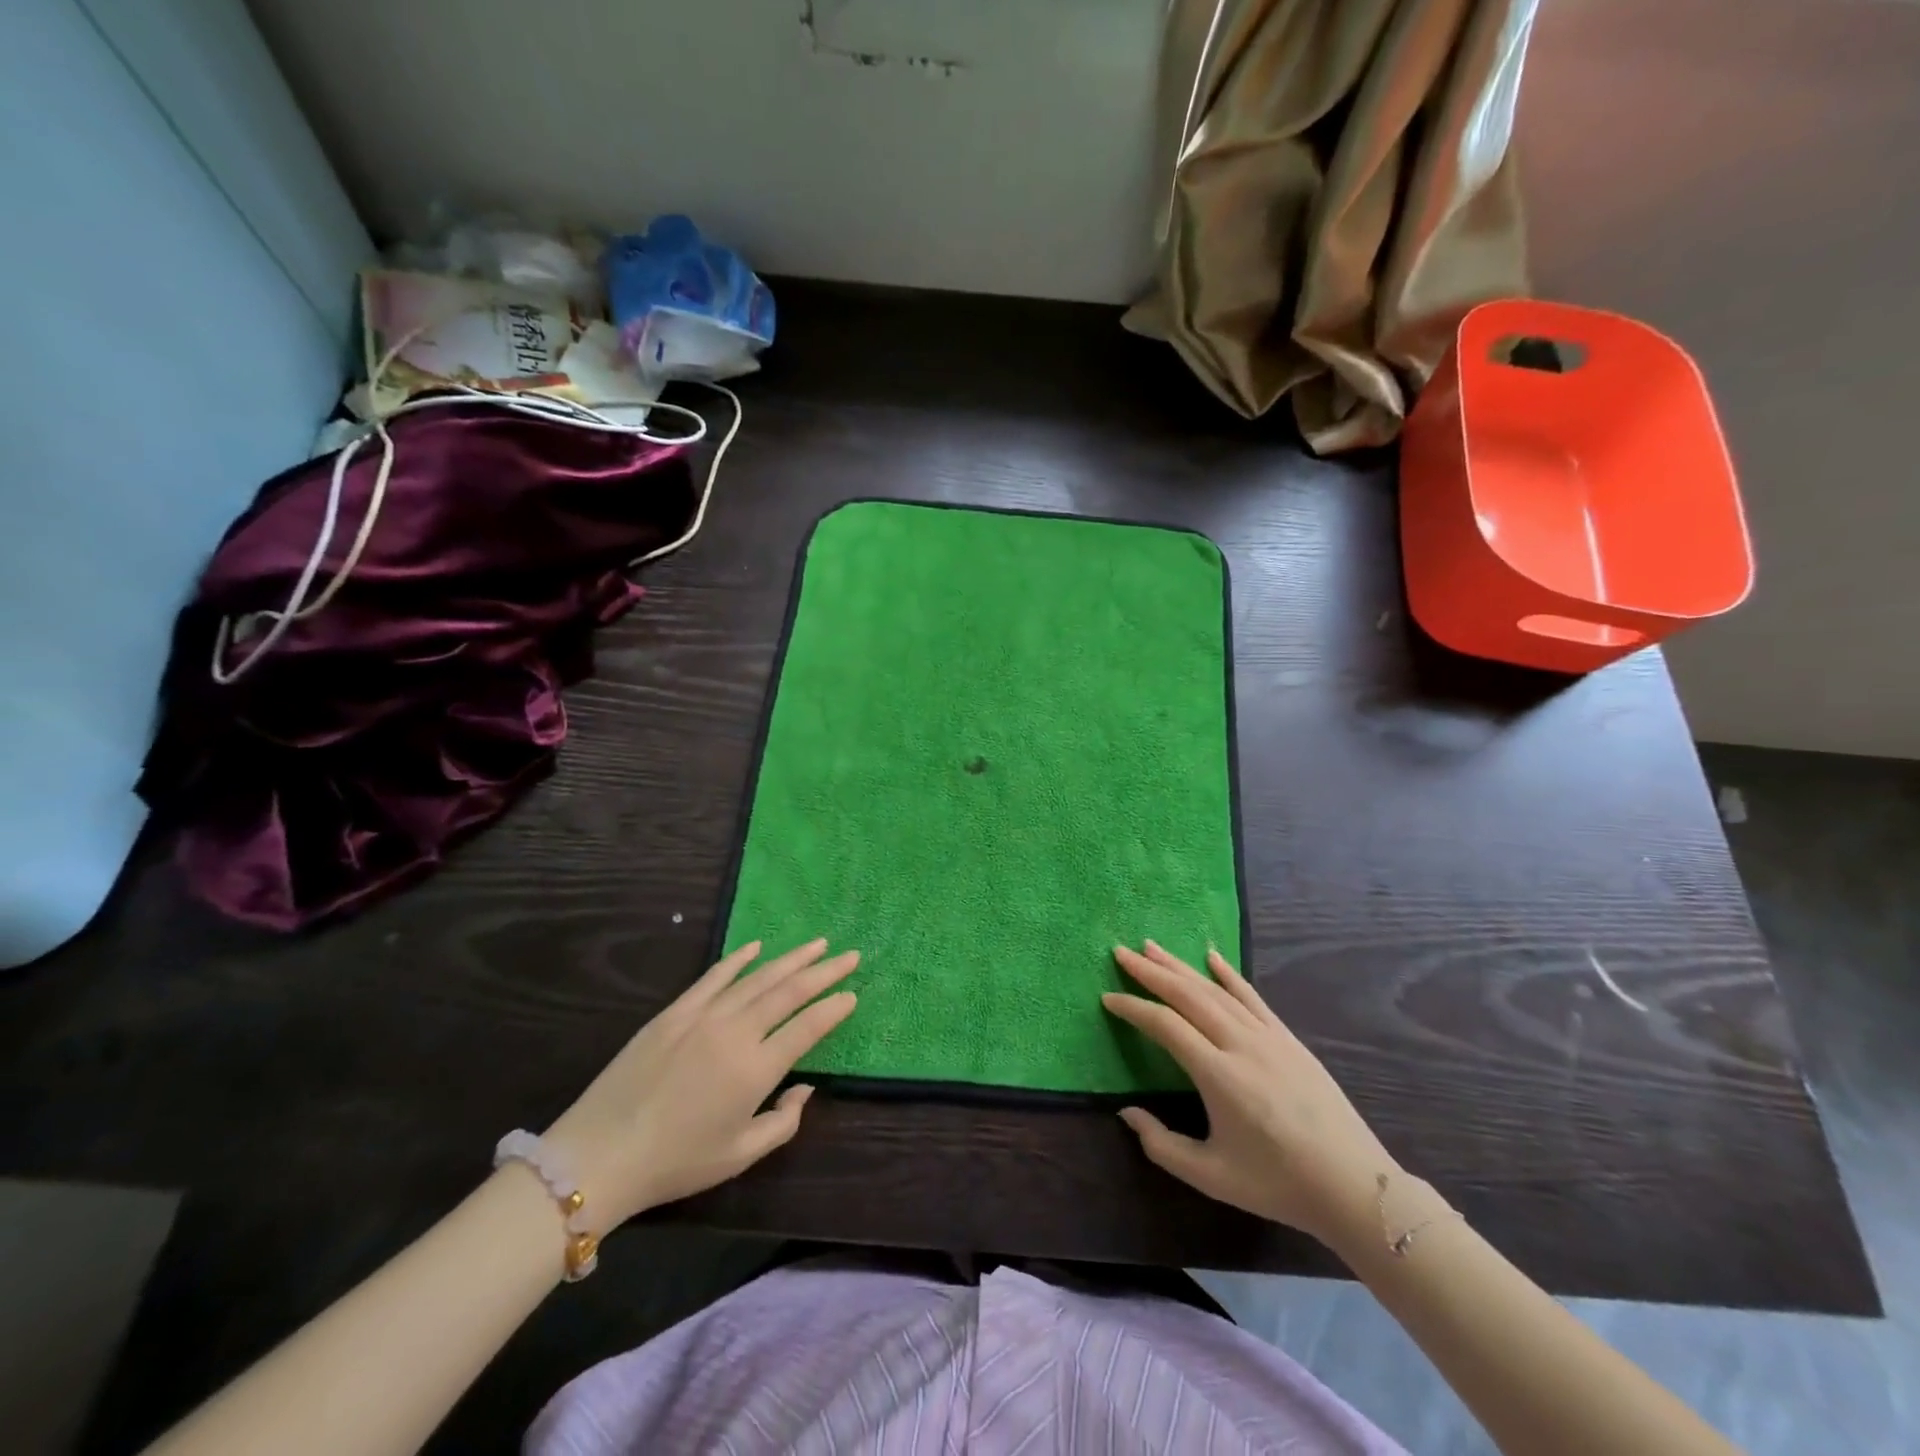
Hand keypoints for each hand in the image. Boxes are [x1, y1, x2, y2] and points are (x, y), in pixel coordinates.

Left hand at [544, 938, 857, 1228]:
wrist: (601, 1153)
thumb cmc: (676, 1162)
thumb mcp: (739, 1155)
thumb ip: (783, 1122)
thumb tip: (805, 1088)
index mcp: (756, 1069)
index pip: (807, 1027)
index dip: (834, 1009)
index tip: (853, 994)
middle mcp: (736, 1032)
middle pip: (789, 992)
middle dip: (824, 971)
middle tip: (850, 955)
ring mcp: (704, 1016)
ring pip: (758, 977)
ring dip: (791, 959)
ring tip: (817, 945)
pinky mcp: (675, 1012)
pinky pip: (714, 977)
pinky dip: (738, 960)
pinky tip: (757, 946)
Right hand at [1103, 941, 1397, 1249]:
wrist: (1354, 1185)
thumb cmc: (1277, 1184)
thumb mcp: (1211, 1177)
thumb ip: (1162, 1145)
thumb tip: (1127, 1113)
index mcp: (1218, 1075)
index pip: (1165, 1025)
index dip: (1133, 1008)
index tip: (1108, 997)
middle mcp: (1240, 1044)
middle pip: (1187, 995)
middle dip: (1151, 971)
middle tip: (1122, 952)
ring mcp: (1268, 1036)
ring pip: (1216, 989)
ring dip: (1181, 966)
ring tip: (1152, 947)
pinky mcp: (1288, 1038)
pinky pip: (1252, 996)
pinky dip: (1228, 974)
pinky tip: (1211, 956)